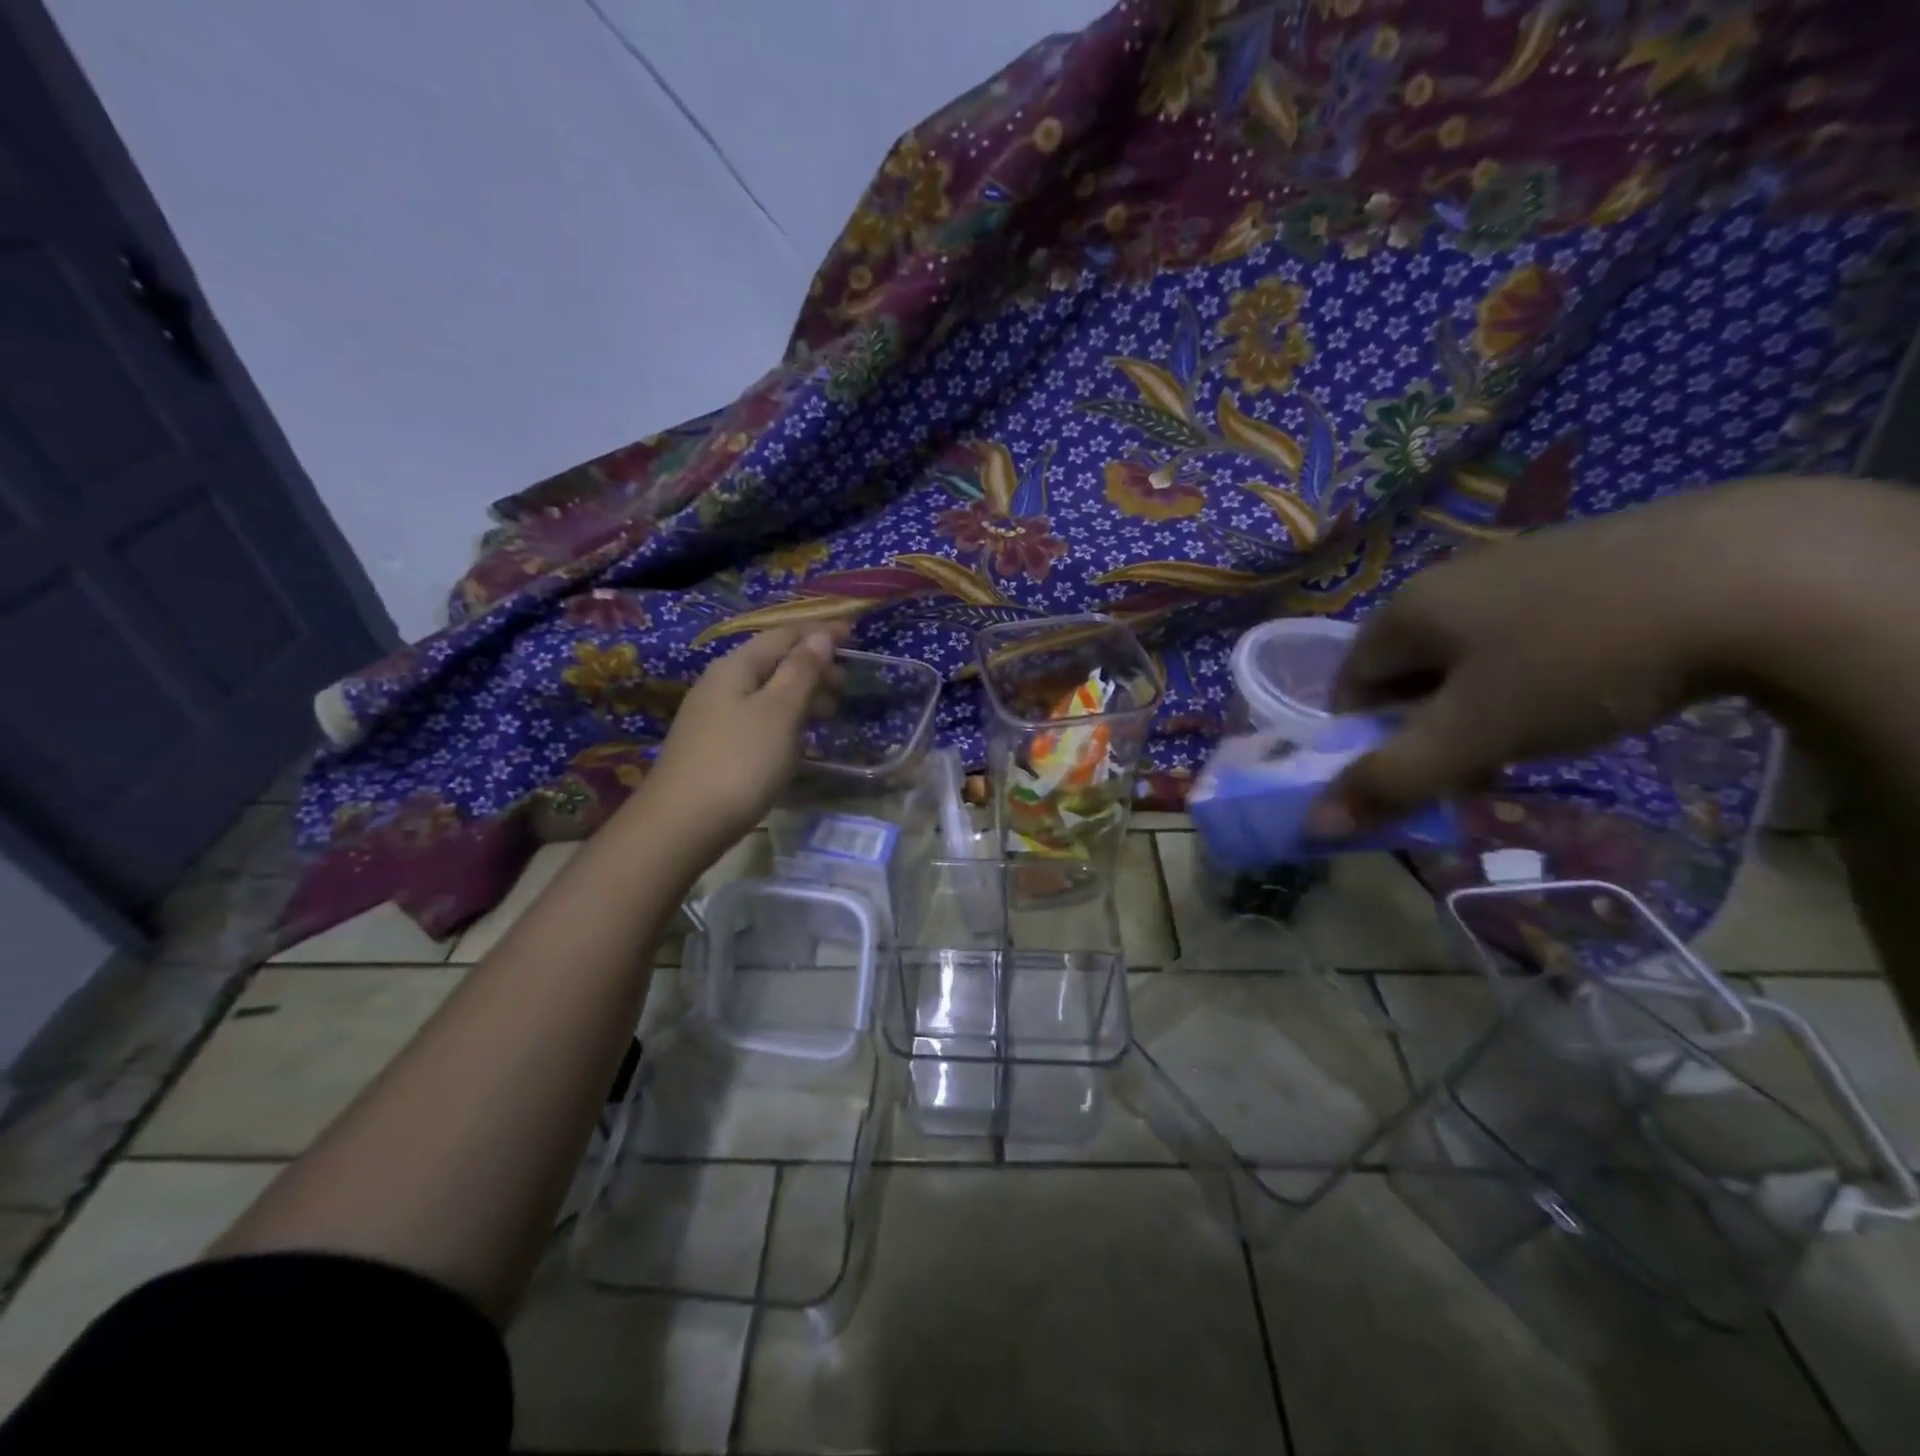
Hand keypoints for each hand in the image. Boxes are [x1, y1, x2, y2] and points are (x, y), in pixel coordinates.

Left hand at [635, 624, 844, 859]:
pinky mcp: (714, 745)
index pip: (784, 635)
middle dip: (813, 666)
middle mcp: (721, 683)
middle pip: (774, 662)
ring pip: (766, 692)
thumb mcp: (779, 712)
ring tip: (830, 714)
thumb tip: (821, 636)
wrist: (682, 824)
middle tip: (846, 686)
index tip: (855, 635)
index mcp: (736, 667)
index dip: (820, 633)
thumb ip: (802, 671)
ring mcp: (714, 716)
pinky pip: (758, 717)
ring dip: (801, 695)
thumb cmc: (740, 762)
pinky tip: (797, 739)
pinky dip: (785, 719)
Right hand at [1309, 484, 1767, 834]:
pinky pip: (1524, 629)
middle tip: (1476, 761)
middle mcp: (1447, 579)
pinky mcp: (1582, 560)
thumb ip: (1389, 780)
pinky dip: (1532, 670)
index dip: (1365, 737)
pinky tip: (1588, 687)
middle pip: (1407, 669)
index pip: (1349, 683)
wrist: (1752, 574)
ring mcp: (1516, 563)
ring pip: (1468, 651)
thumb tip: (1314, 825)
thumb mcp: (1473, 734)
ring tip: (1537, 731)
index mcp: (1405, 611)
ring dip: (1480, 701)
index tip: (1413, 773)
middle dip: (1427, 724)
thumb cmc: (1574, 660)